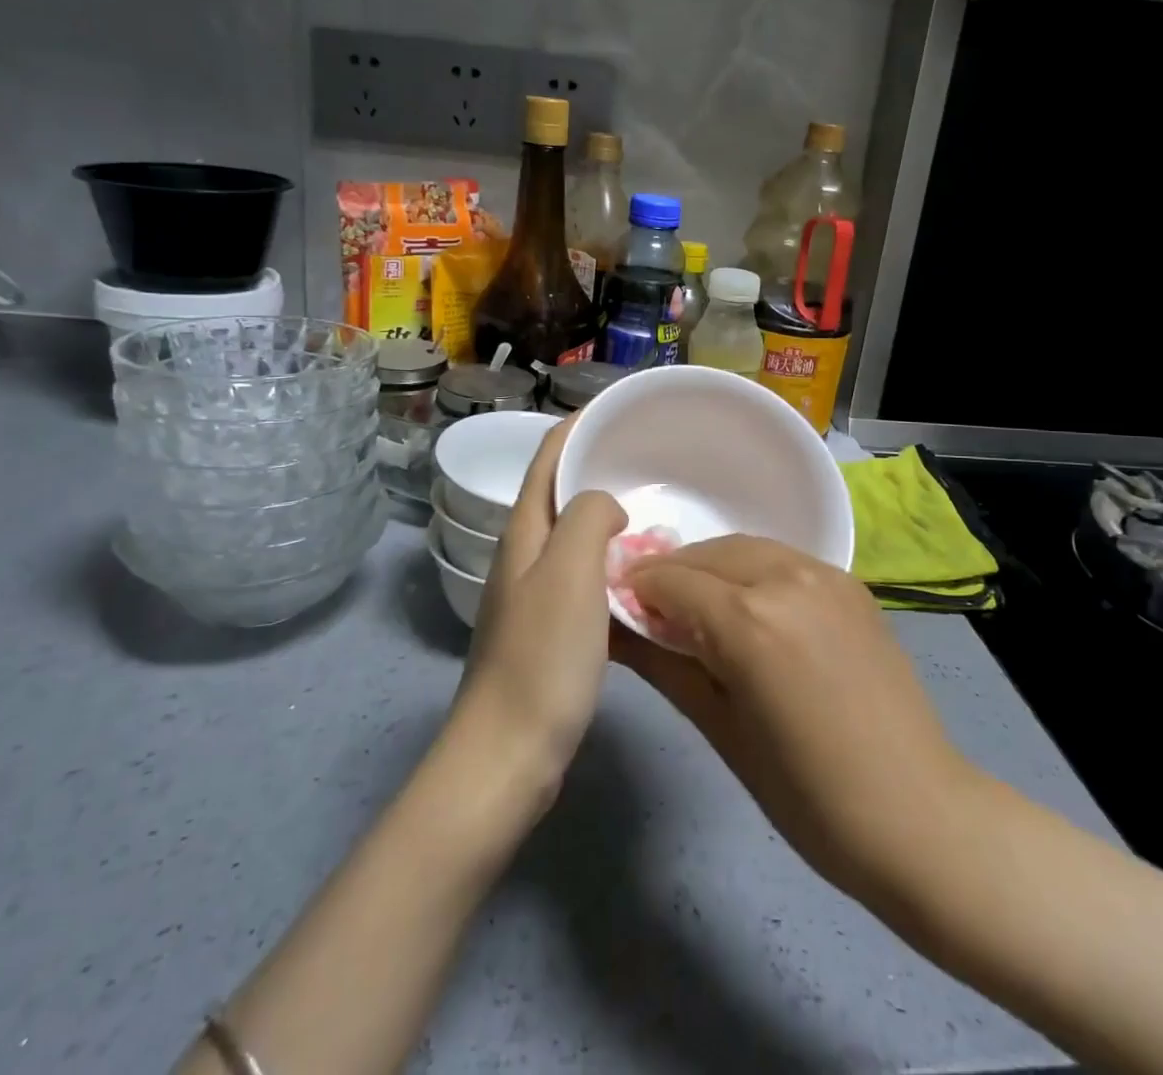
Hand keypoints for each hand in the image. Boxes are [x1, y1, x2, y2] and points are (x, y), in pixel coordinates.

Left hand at [452, 417, 624, 794]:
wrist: (508, 755)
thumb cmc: (542, 657)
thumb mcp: (570, 571)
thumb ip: (588, 518)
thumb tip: (607, 507)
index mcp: (524, 532)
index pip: (548, 456)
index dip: (578, 424)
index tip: (620, 408)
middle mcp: (524, 554)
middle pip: (559, 491)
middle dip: (598, 464)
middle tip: (651, 457)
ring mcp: (534, 593)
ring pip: (574, 534)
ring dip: (607, 513)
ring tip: (653, 506)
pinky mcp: (549, 629)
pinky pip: (584, 574)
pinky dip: (611, 559)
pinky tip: (641, 572)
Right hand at [613, 535, 967, 907]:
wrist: (916, 812)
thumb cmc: (806, 794)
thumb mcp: (721, 730)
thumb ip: (665, 665)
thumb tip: (616, 630)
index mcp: (748, 619)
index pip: (671, 580)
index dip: (638, 589)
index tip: (618, 608)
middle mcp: (785, 578)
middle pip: (708, 554)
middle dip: (673, 574)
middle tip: (653, 610)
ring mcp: (825, 575)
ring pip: (747, 549)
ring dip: (712, 567)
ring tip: (698, 606)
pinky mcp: (851, 583)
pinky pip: (785, 560)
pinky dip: (753, 571)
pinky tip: (750, 607)